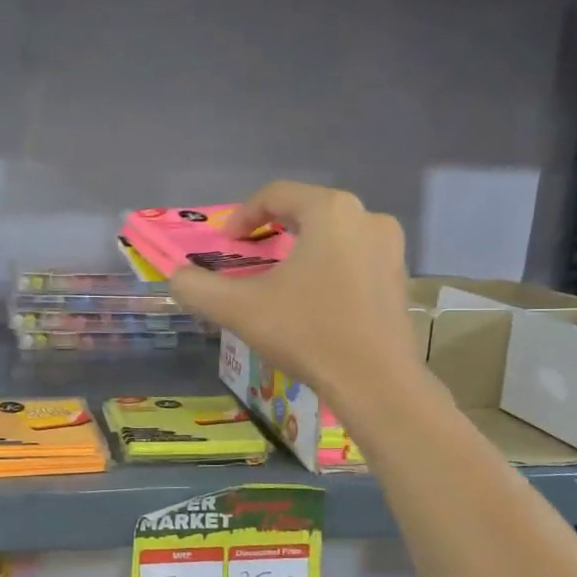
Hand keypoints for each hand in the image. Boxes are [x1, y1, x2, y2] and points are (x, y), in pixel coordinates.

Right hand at [169, 182, 417, 409]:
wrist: (375, 381)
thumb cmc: (307, 332)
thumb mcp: (240, 309)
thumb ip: (199, 288)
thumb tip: (177, 278)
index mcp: (330, 211)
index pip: (277, 194)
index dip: (243, 215)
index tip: (225, 243)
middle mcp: (366, 218)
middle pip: (308, 211)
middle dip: (273, 230)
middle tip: (250, 256)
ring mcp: (390, 249)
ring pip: (334, 236)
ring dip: (303, 250)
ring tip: (280, 279)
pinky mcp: (399, 279)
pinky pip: (354, 260)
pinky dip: (328, 269)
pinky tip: (314, 301)